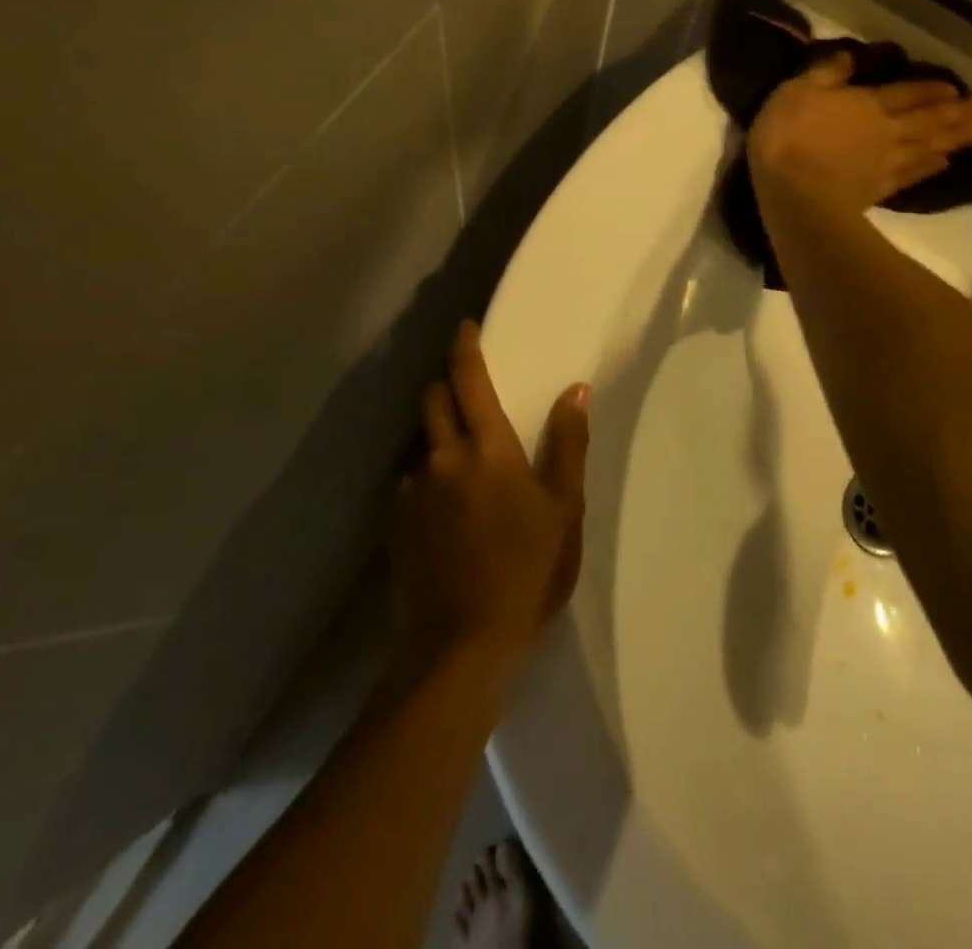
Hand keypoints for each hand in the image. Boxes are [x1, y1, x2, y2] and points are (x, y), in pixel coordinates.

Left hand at [388, 322, 588, 672]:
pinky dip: (428, 477)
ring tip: (462, 459)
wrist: (462, 643)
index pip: (468, 380)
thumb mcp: (564, 507)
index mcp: (487, 448)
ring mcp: (413, 492)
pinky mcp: (396, 525)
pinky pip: (411, 482)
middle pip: (432, 401)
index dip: (465, 349)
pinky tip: (446, 506)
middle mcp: (442, 458)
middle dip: (446, 386)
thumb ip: (568, 443)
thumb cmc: (528, 568)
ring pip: (421, 443)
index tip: (465, 327)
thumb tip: (575, 390)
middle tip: (469, 392)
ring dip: (438, 436)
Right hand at [747, 51, 971, 218]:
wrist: (795, 196)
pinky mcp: (880, 190)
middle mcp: (886, 131)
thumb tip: (850, 57)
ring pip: (929, 146)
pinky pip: (914, 174)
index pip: (905, 93)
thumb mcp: (796, 92)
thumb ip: (825, 74)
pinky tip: (945, 163)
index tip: (955, 88)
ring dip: (956, 138)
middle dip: (958, 112)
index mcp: (867, 104)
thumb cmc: (789, 138)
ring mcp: (886, 163)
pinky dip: (931, 167)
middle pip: (928, 120)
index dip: (930, 90)